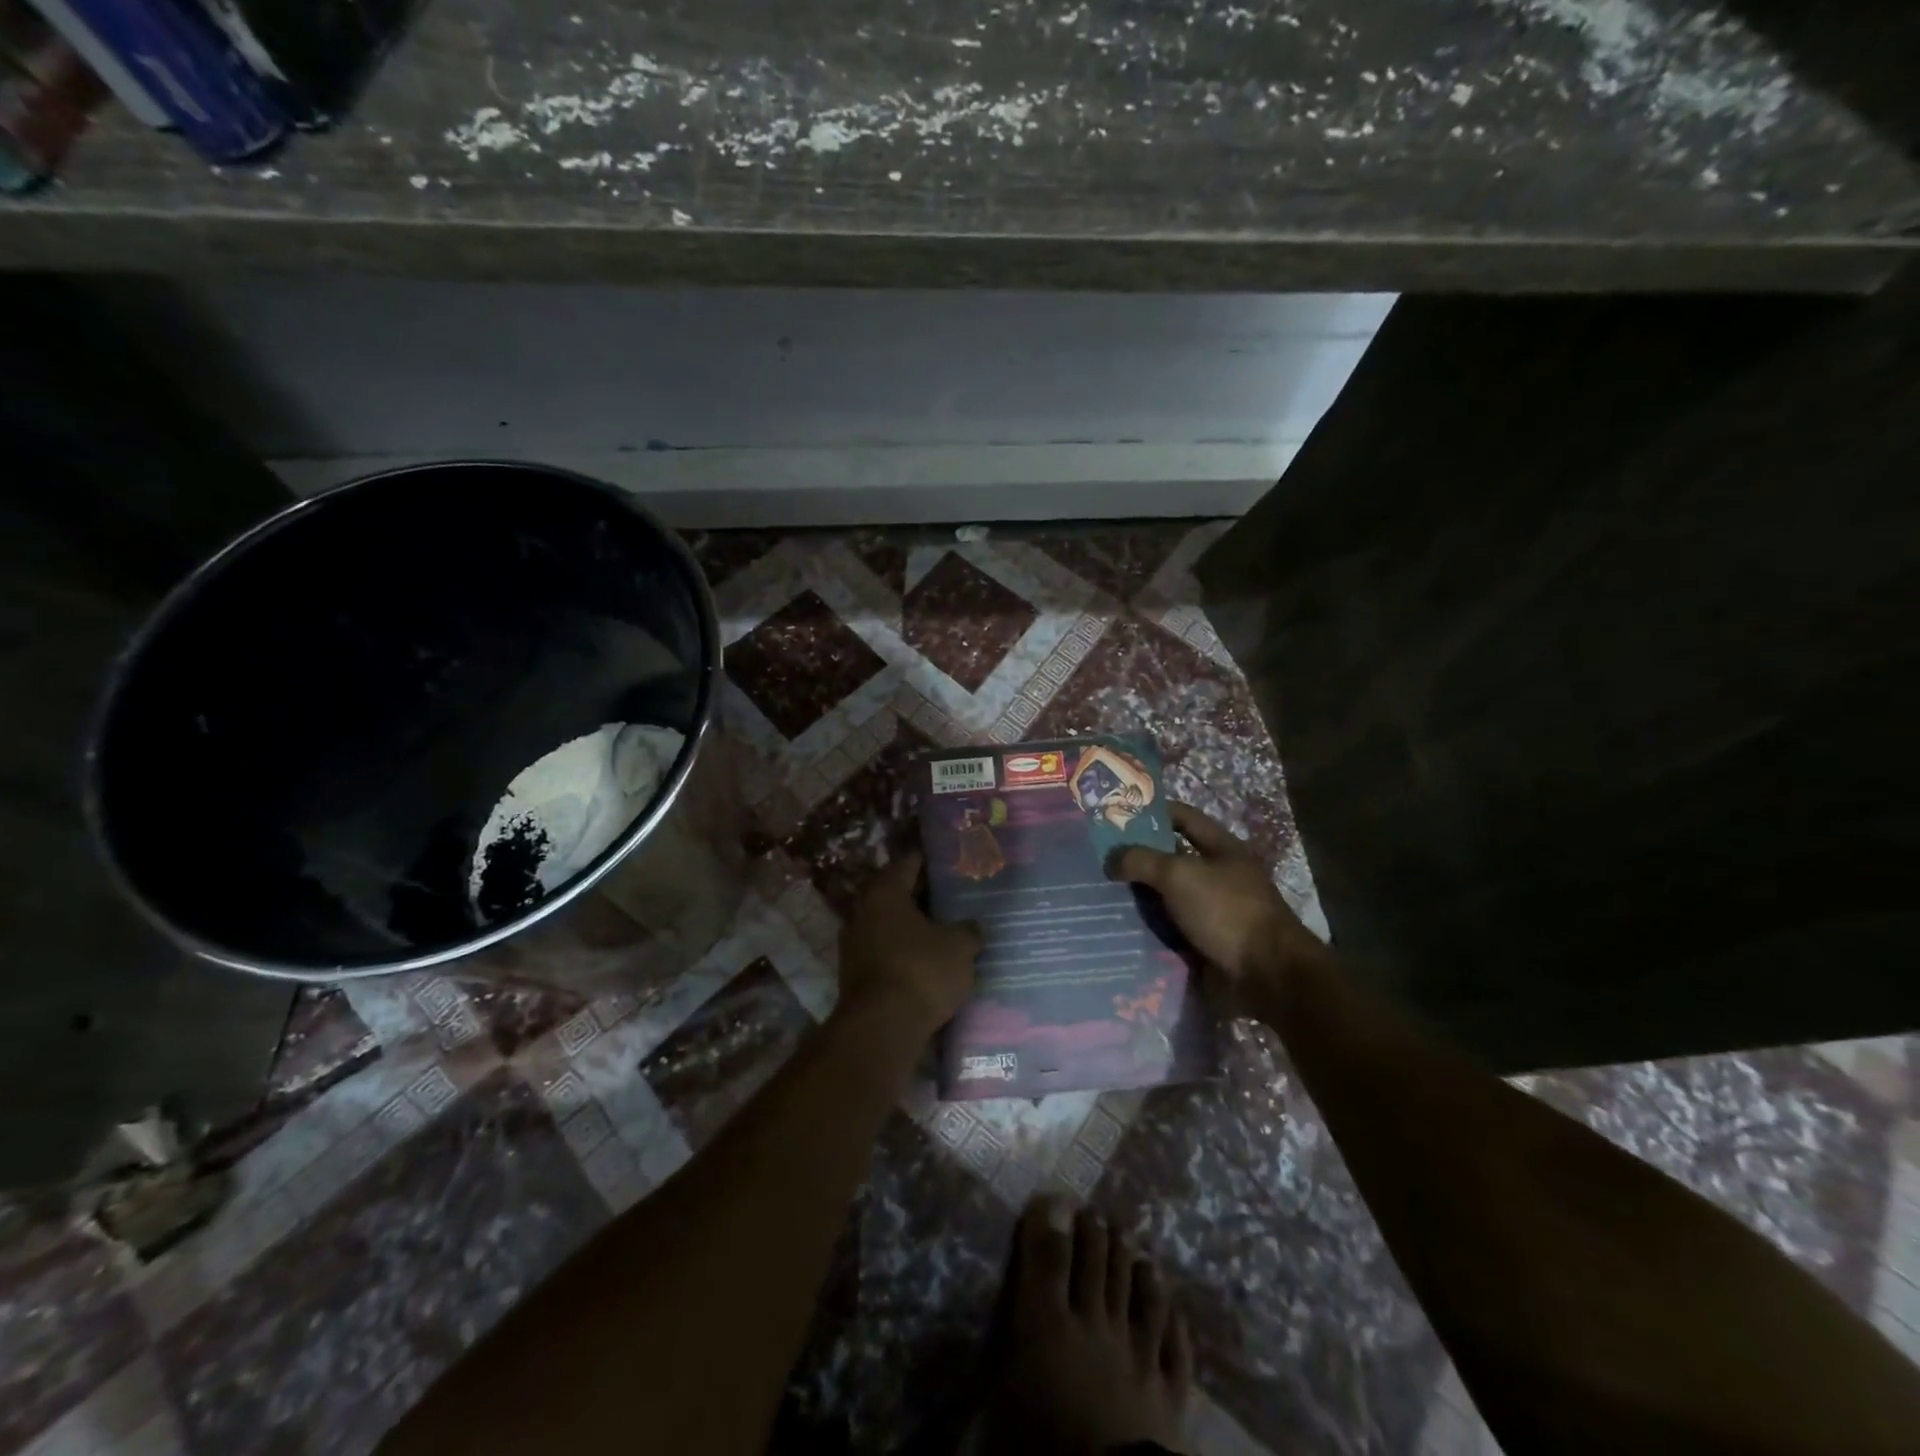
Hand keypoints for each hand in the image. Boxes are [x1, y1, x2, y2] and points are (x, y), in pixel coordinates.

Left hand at [837, 852, 981, 1039]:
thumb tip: (972, 926)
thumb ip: (968, 930)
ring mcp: (855, 944)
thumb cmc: (921, 971)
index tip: (954, 864)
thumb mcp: (959, 947)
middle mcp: (863, 911)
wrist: (880, 1029)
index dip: (932, 861)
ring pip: (892, 926)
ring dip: (916, 928)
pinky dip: (907, 953)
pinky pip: (888, 952)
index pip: (908, 863)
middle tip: (956, 898)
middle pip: (898, 895)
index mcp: (885, 892)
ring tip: (948, 931)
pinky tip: (931, 962)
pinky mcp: (856, 975)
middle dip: (925, 897)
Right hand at [1109, 802, 1325, 994]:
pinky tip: (1118, 931)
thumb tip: (1111, 858)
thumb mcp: (1180, 875)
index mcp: (1221, 849)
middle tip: (1097, 860)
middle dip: (1137, 860)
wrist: (1267, 975)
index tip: (1116, 815)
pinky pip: (1169, 933)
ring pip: (1166, 899)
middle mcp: (1218, 876)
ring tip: (1099, 897)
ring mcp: (1213, 912)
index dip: (1152, 811)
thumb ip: (1142, 860)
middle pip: (1171, 860)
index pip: (1183, 817)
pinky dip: (1147, 932)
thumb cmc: (1227, 910)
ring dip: (1138, 900)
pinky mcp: (1206, 945)